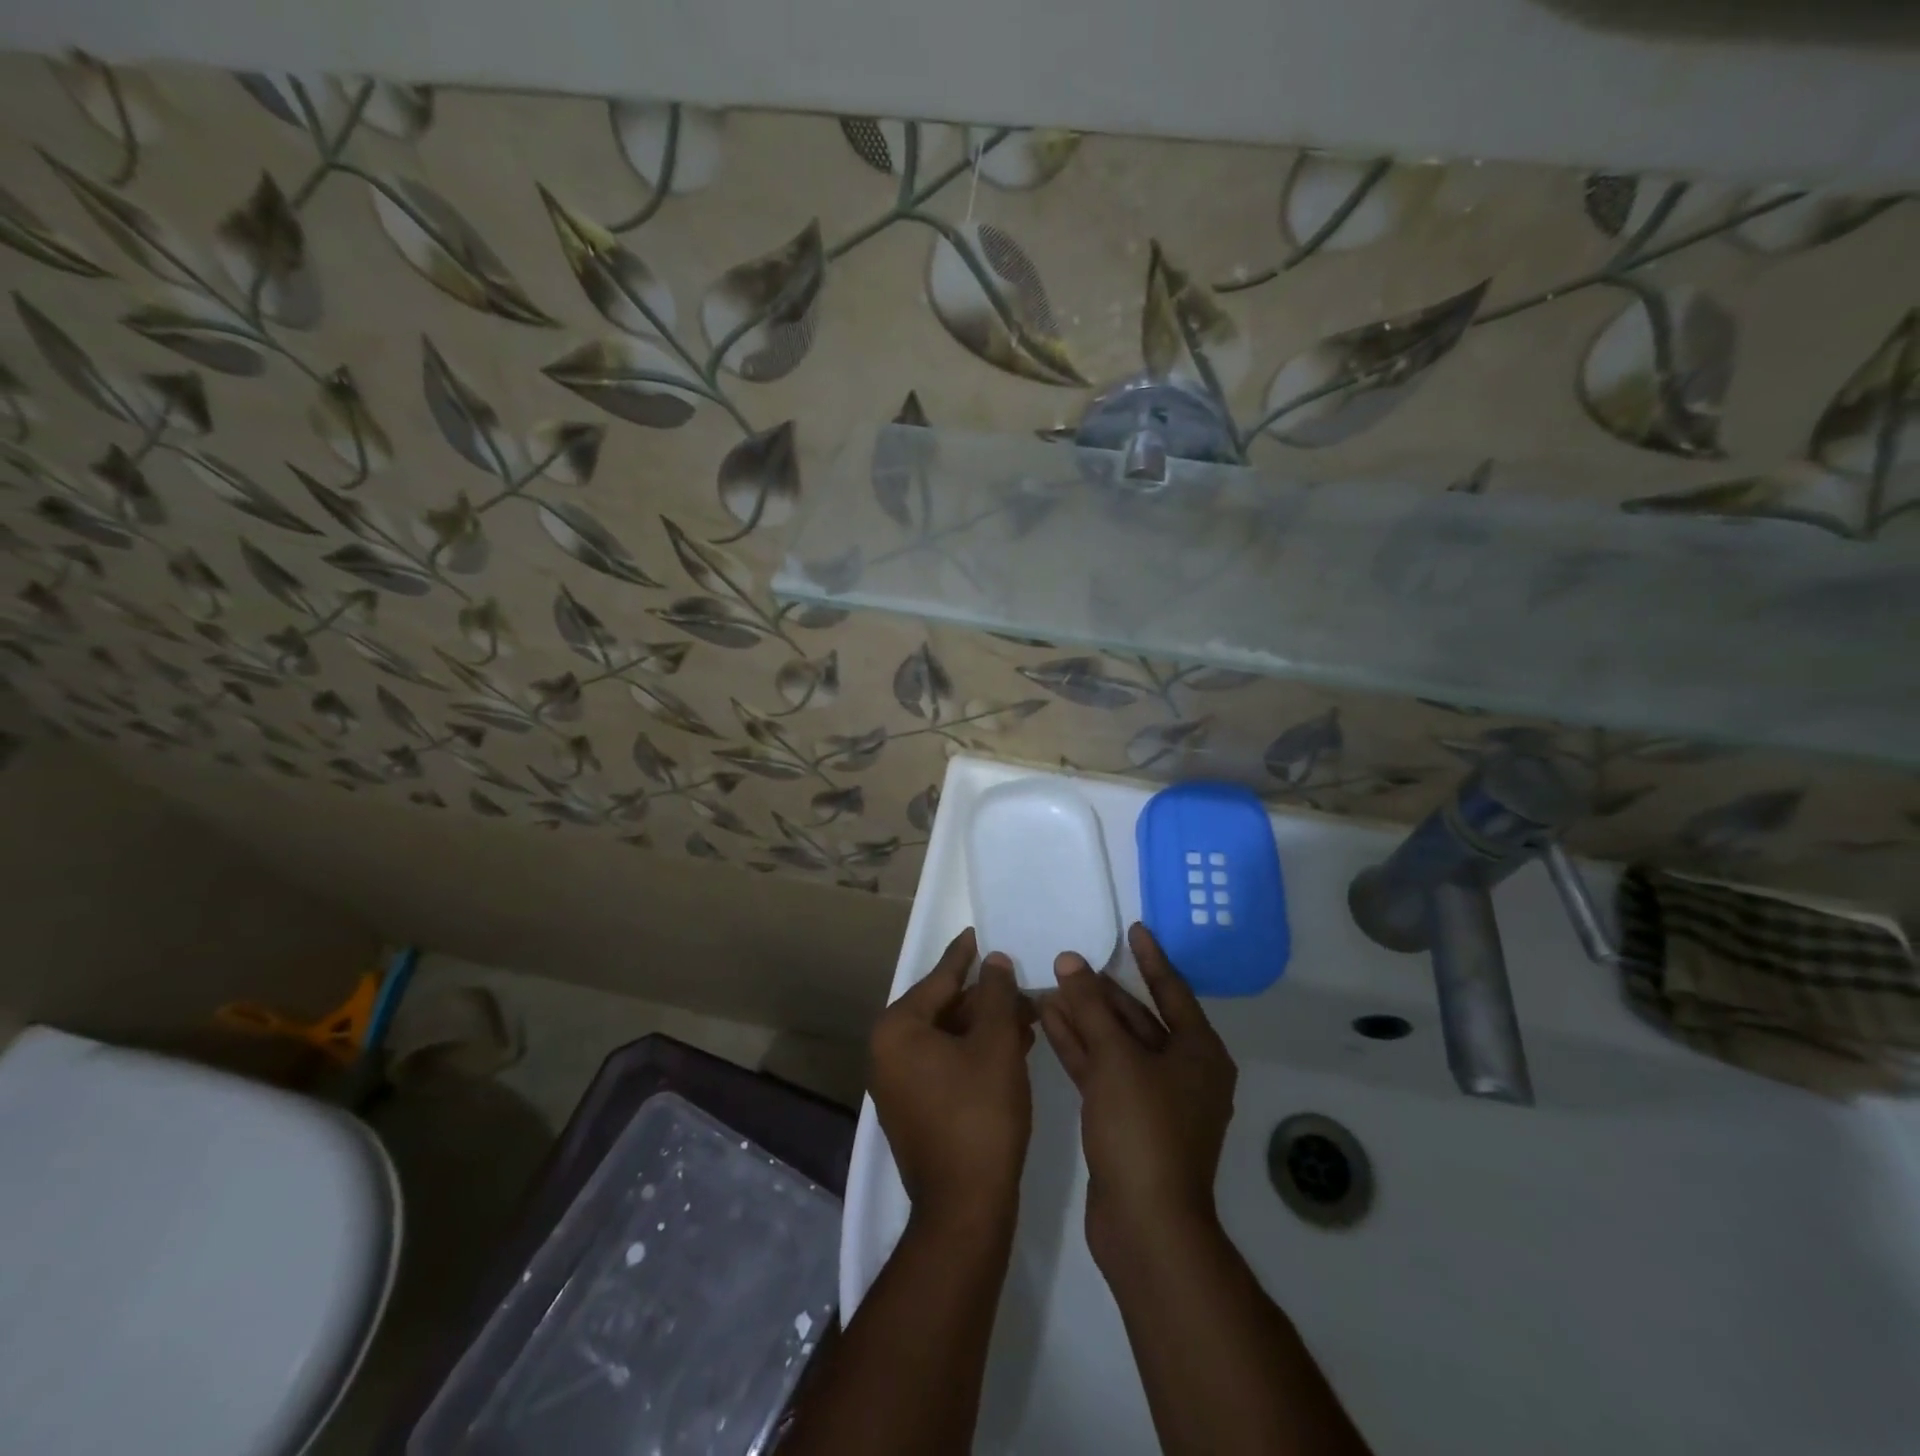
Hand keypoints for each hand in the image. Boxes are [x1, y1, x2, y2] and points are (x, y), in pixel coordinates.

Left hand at [870, 927, 1035, 1229]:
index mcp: (898, 1029)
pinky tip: (1013, 1046)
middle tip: (1021, 982)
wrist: (965, 1207)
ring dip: (987, 1026)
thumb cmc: (980, 1113)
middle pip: (944, 1008)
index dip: (965, 955)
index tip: (980, 932)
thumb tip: (994, 961)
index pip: (939, 979)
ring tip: (1028, 1014)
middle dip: (986, 998)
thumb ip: (996, 995)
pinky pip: (947, 1063)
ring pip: (949, 1038)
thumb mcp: (995, 1044)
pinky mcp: (915, 1108)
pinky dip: (977, 1052)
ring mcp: (899, 1083)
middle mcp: (888, 1051)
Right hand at [1040, 922, 1237, 1265]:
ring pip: (1117, 1045)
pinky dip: (1080, 1048)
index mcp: (1199, 1053)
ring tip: (1050, 986)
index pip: (1172, 990)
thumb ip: (1091, 1006)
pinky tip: (1050, 1022)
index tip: (1134, 929)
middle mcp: (1183, 1072)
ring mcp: (1155, 1099)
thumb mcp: (1116, 1059)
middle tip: (1071, 961)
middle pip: (1140, 1018)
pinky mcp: (1128, 1122)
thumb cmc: (1142, 1130)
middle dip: (1103, 991)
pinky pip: (1104, 1071)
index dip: (1151, 958)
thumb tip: (1070, 960)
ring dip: (1085, 1018)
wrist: (1145, 1225)